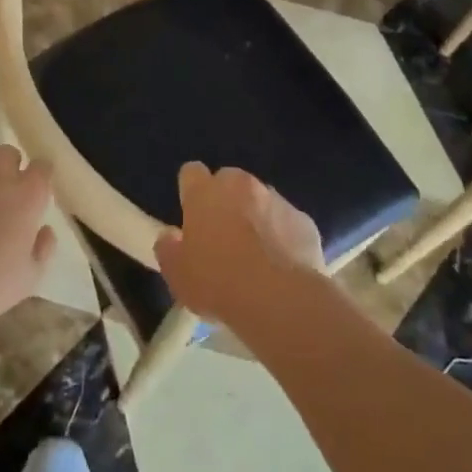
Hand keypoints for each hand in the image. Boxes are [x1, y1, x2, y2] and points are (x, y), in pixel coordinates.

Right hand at [155, 163, 324, 329]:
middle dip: (226, 200)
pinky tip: (282, 264)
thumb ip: (169, 249)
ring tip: (256, 253)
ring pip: (260, 199)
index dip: (191, 191)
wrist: (279, 299)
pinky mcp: (303, 219)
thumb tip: (169, 237)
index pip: (191, 173)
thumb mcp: (177, 275)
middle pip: (229, 181)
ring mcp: (275, 199)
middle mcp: (240, 185)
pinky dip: (282, 235)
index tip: (192, 214)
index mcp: (205, 193)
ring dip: (255, 216)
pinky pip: (287, 221)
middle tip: (223, 235)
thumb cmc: (218, 283)